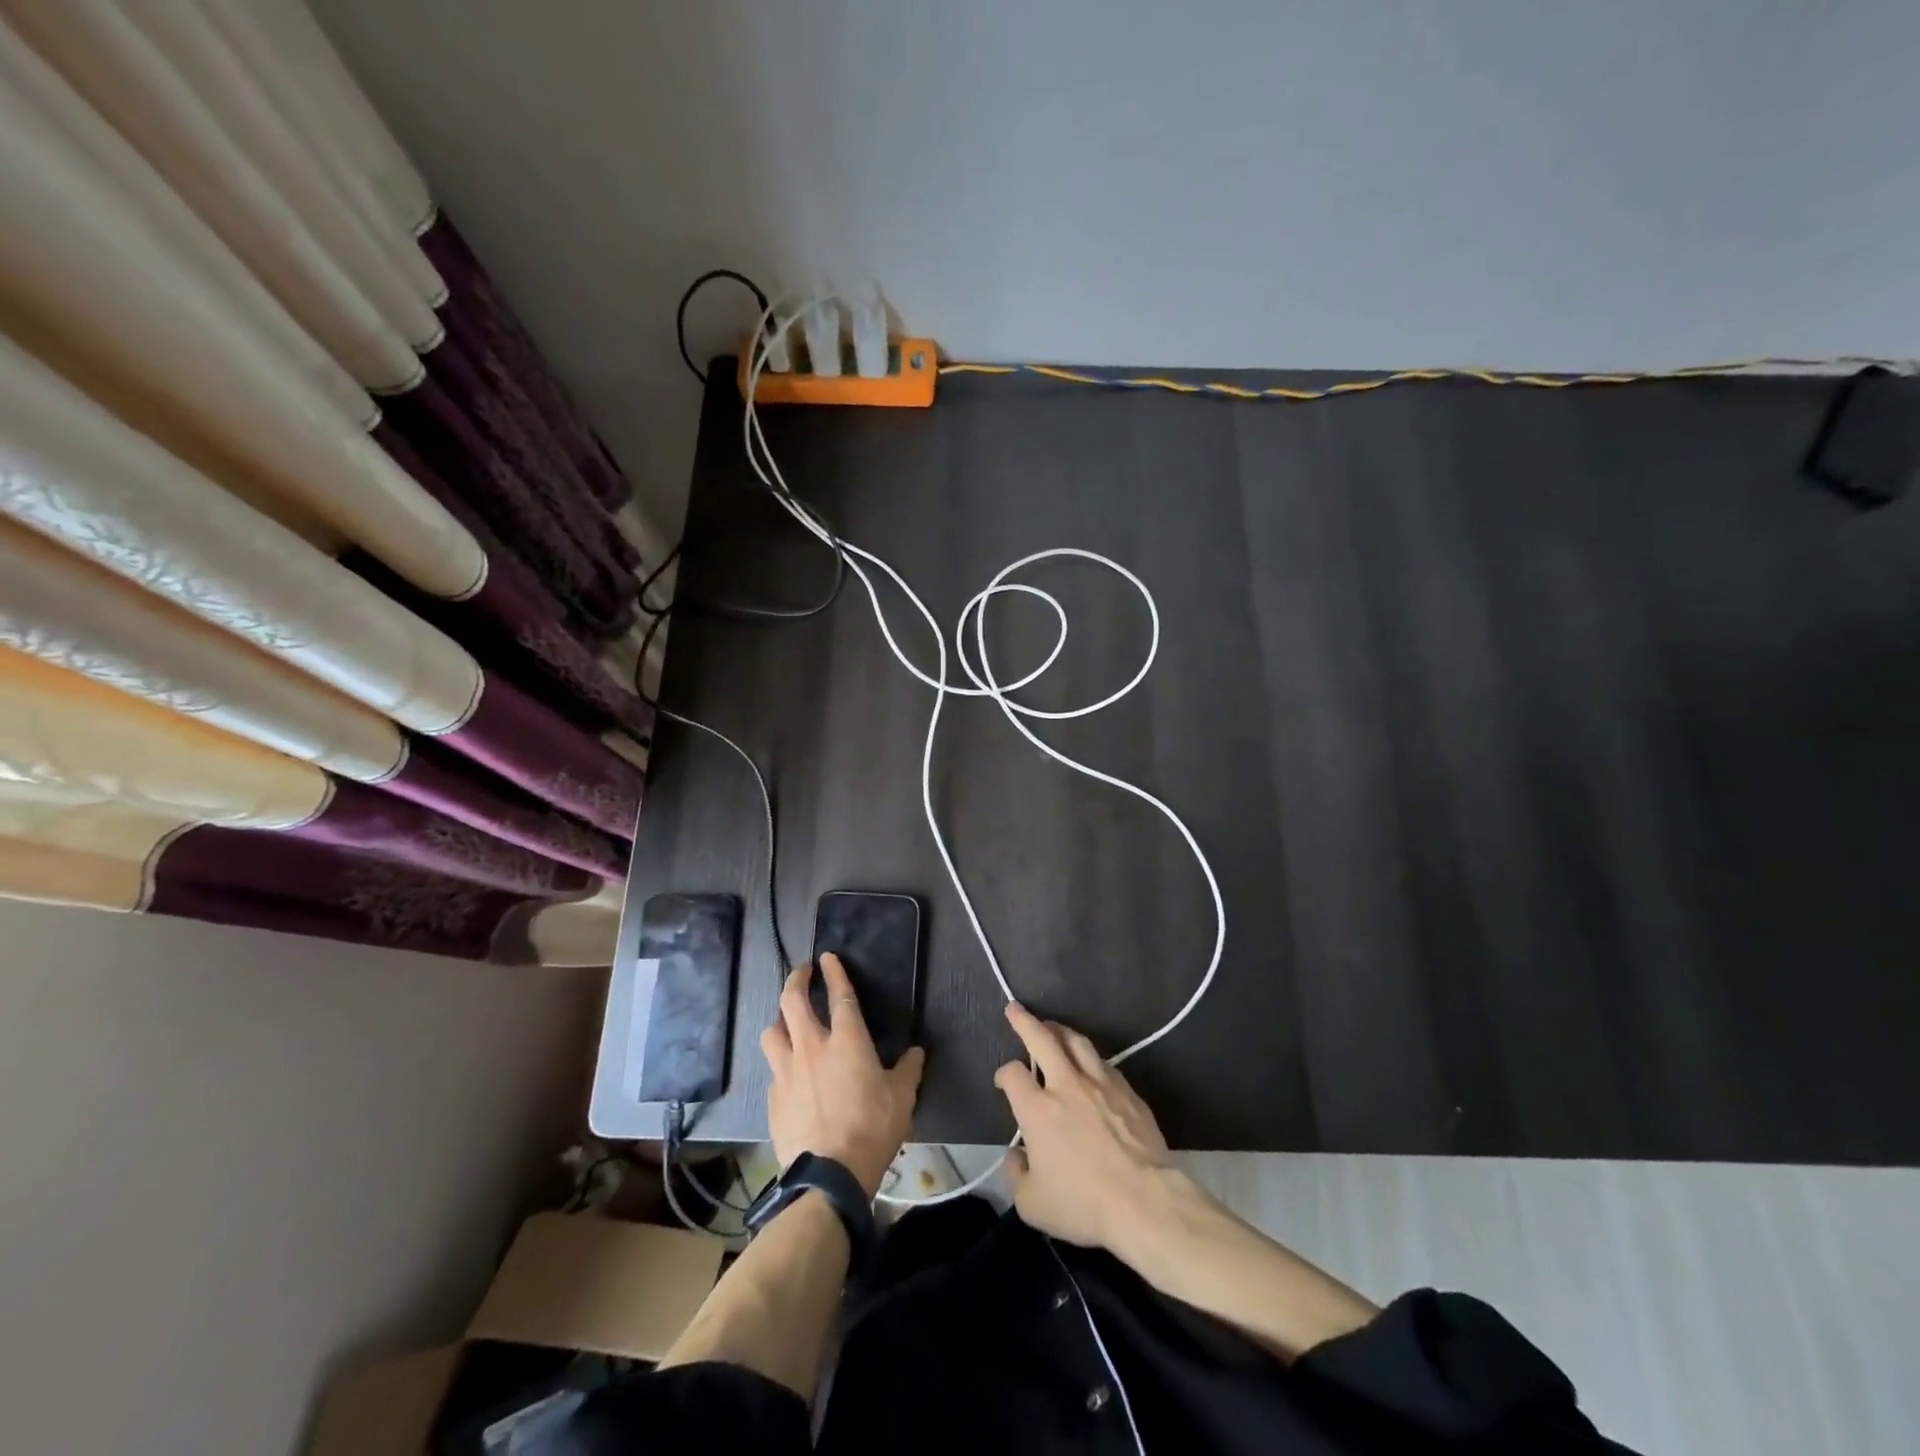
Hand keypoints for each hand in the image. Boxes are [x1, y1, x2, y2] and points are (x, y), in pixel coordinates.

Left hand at [761, 954, 924, 1198]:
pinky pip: (773, 1070)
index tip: (827, 957)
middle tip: (802, 973)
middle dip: (796, 980)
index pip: (839, 994)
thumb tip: (916, 1052)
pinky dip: (781, 1063)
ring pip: (772, 1031)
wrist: (829, 1176)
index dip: (834, 972)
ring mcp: (787, 1072)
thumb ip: (908, 1070)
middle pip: (793, 1001)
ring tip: (787, 1022)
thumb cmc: (872, 1130)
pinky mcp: (773, 1098)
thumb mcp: (902, 1098)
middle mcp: (812, 1047)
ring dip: (780, 1020)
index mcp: (847, 1041)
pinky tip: (789, 1074)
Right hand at [994, 1003, 1175, 1249]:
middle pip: (1042, 1038)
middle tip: (1015, 1008)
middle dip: (1025, 1021)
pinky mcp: (1128, 1091)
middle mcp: (1066, 1085)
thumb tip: (1016, 1156)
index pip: (1012, 1074)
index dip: (1004, 1074)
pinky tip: (1090, 1063)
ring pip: (1077, 1042)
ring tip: (1053, 1027)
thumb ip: (1016, 1175)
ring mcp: (1100, 1083)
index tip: (1004, 1082)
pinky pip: (1104, 1063)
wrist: (1145, 1201)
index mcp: (1037, 1109)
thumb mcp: (1033, 1204)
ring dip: (1060, 1030)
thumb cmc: (1084, 1204)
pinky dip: (1090, 1057)